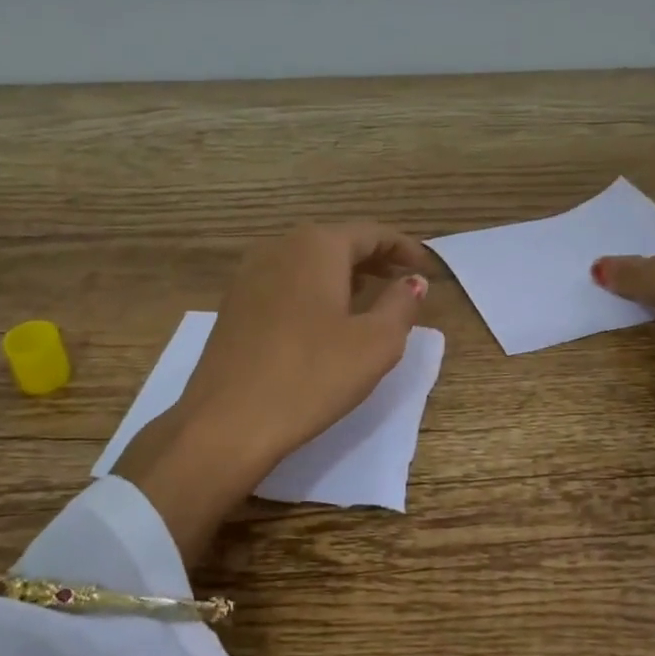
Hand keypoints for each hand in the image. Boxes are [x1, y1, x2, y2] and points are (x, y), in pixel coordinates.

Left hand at [114, 223, 430, 565]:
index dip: (404, 247)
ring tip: (369, 297)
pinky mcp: (234, 304)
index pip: (371, 233)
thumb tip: (412, 282)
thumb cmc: (311, 377)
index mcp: (317, 246)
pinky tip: (324, 318)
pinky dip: (314, 290)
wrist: (227, 422)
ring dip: (343, 274)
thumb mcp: (375, 344)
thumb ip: (401, 305)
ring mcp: (250, 275)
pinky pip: (286, 283)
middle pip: (337, 242)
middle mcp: (280, 247)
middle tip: (403, 280)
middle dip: (374, 258)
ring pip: (309, 262)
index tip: (427, 266)